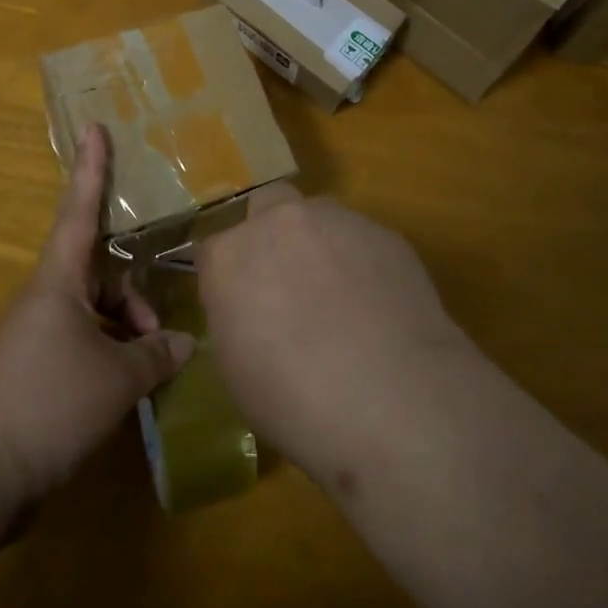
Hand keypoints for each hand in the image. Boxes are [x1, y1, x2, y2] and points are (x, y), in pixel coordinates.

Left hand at [0, 124, 195, 508]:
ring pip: (94, 309)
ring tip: (147, 367)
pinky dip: (109, 351)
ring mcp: (38, 332)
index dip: (91, 168)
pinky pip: (83, 339)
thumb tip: (184, 343)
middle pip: (99, 272)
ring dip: (125, 328)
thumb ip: (155, 355)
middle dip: (133, 295)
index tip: (94, 128)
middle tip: (159, 332)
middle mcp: (46, 296)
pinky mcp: (35, 366)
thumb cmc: (52, 401)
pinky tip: (128, 385)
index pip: (79, 210)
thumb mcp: (117, 377)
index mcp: (59, 280)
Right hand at [196, 184, 474, 489]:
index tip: (241, 304)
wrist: (393, 399)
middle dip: (271, 232)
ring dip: (320, 243)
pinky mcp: (383, 232)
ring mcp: (335, 221)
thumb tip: (250, 307)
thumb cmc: (296, 401)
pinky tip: (379, 305)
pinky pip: (363, 238)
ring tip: (341, 295)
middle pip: (266, 206)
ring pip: (319, 216)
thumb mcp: (236, 369)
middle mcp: (278, 223)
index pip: (215, 248)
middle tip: (288, 281)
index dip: (229, 275)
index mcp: (229, 256)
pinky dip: (362, 261)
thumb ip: (234, 317)